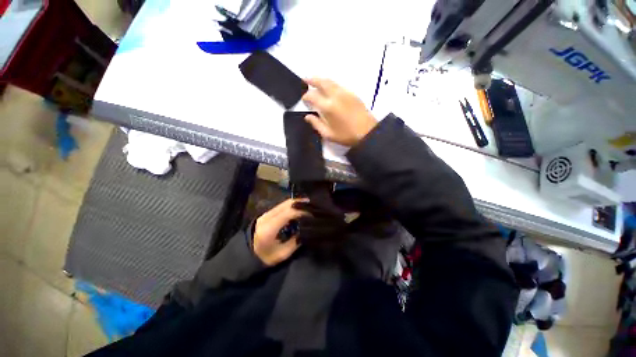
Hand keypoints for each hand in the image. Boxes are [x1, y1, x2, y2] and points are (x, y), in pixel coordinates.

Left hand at [253, 199, 308, 265]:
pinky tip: (299, 209)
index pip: (288, 213)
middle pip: (287, 204)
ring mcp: (266, 213)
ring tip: (308, 207)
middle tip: (314, 206)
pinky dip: (292, 206)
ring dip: (297, 203)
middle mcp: (267, 216)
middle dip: (301, 203)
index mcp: (270, 228)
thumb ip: (296, 242)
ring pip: (284, 203)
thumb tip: (307, 231)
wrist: (245, 255)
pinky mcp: (267, 213)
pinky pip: (282, 206)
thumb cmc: (264, 257)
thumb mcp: (282, 254)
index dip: (302, 211)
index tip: (313, 213)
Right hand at [302, 78, 377, 145]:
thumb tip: (307, 116)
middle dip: (312, 79)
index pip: (313, 96)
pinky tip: (329, 89)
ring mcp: (345, 93)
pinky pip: (338, 85)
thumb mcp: (328, 134)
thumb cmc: (346, 135)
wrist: (367, 132)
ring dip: (321, 80)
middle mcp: (336, 96)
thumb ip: (316, 124)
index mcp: (328, 107)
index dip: (306, 96)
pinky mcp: (352, 94)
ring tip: (315, 82)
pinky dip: (331, 84)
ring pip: (331, 81)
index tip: (304, 99)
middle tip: (305, 79)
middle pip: (322, 82)